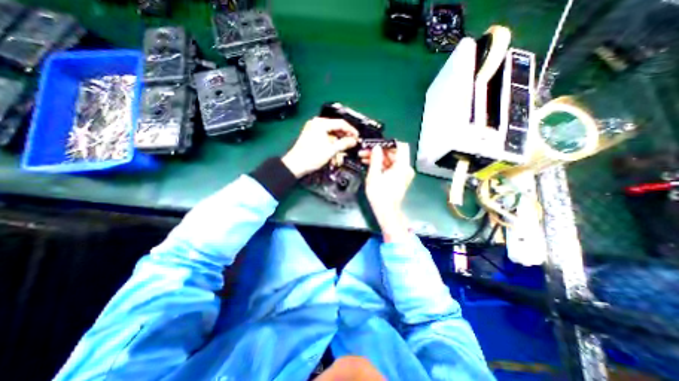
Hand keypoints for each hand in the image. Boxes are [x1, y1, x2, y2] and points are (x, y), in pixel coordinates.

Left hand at [282, 118, 360, 178]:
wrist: (295, 165)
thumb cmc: (312, 156)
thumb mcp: (331, 150)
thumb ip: (344, 143)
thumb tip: (354, 140)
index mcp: (321, 123)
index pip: (341, 123)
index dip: (351, 130)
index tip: (357, 137)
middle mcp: (316, 123)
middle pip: (335, 126)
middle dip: (345, 134)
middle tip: (353, 142)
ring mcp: (312, 128)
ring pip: (330, 131)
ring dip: (339, 138)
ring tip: (346, 145)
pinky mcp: (311, 135)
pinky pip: (325, 134)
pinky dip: (332, 140)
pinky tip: (336, 146)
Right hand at [360, 141, 413, 242]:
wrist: (386, 211)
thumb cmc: (380, 195)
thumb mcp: (374, 175)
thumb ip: (375, 159)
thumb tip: (376, 147)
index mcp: (402, 166)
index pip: (401, 146)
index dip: (388, 143)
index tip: (376, 144)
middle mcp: (406, 168)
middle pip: (394, 153)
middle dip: (379, 151)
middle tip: (365, 151)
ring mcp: (403, 174)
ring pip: (391, 160)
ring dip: (379, 158)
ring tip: (364, 158)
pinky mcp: (399, 179)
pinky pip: (392, 167)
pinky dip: (382, 165)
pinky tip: (370, 165)